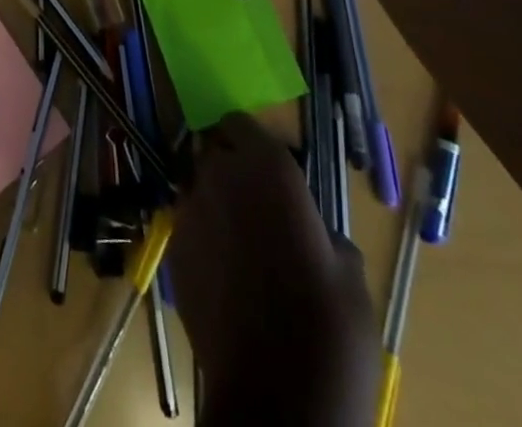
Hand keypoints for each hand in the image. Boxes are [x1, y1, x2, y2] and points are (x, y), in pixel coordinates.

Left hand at [171, 115, 379, 426]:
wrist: (279, 398)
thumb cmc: (330, 328)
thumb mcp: (349, 271)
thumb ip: (320, 228)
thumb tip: (311, 229)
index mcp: (266, 166)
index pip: (241, 123)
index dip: (250, 141)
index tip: (265, 163)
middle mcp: (219, 174)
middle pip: (216, 155)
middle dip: (232, 172)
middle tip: (257, 209)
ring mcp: (189, 210)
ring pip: (199, 191)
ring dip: (216, 207)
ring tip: (241, 249)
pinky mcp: (172, 248)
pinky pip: (188, 229)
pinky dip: (203, 241)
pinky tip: (224, 277)